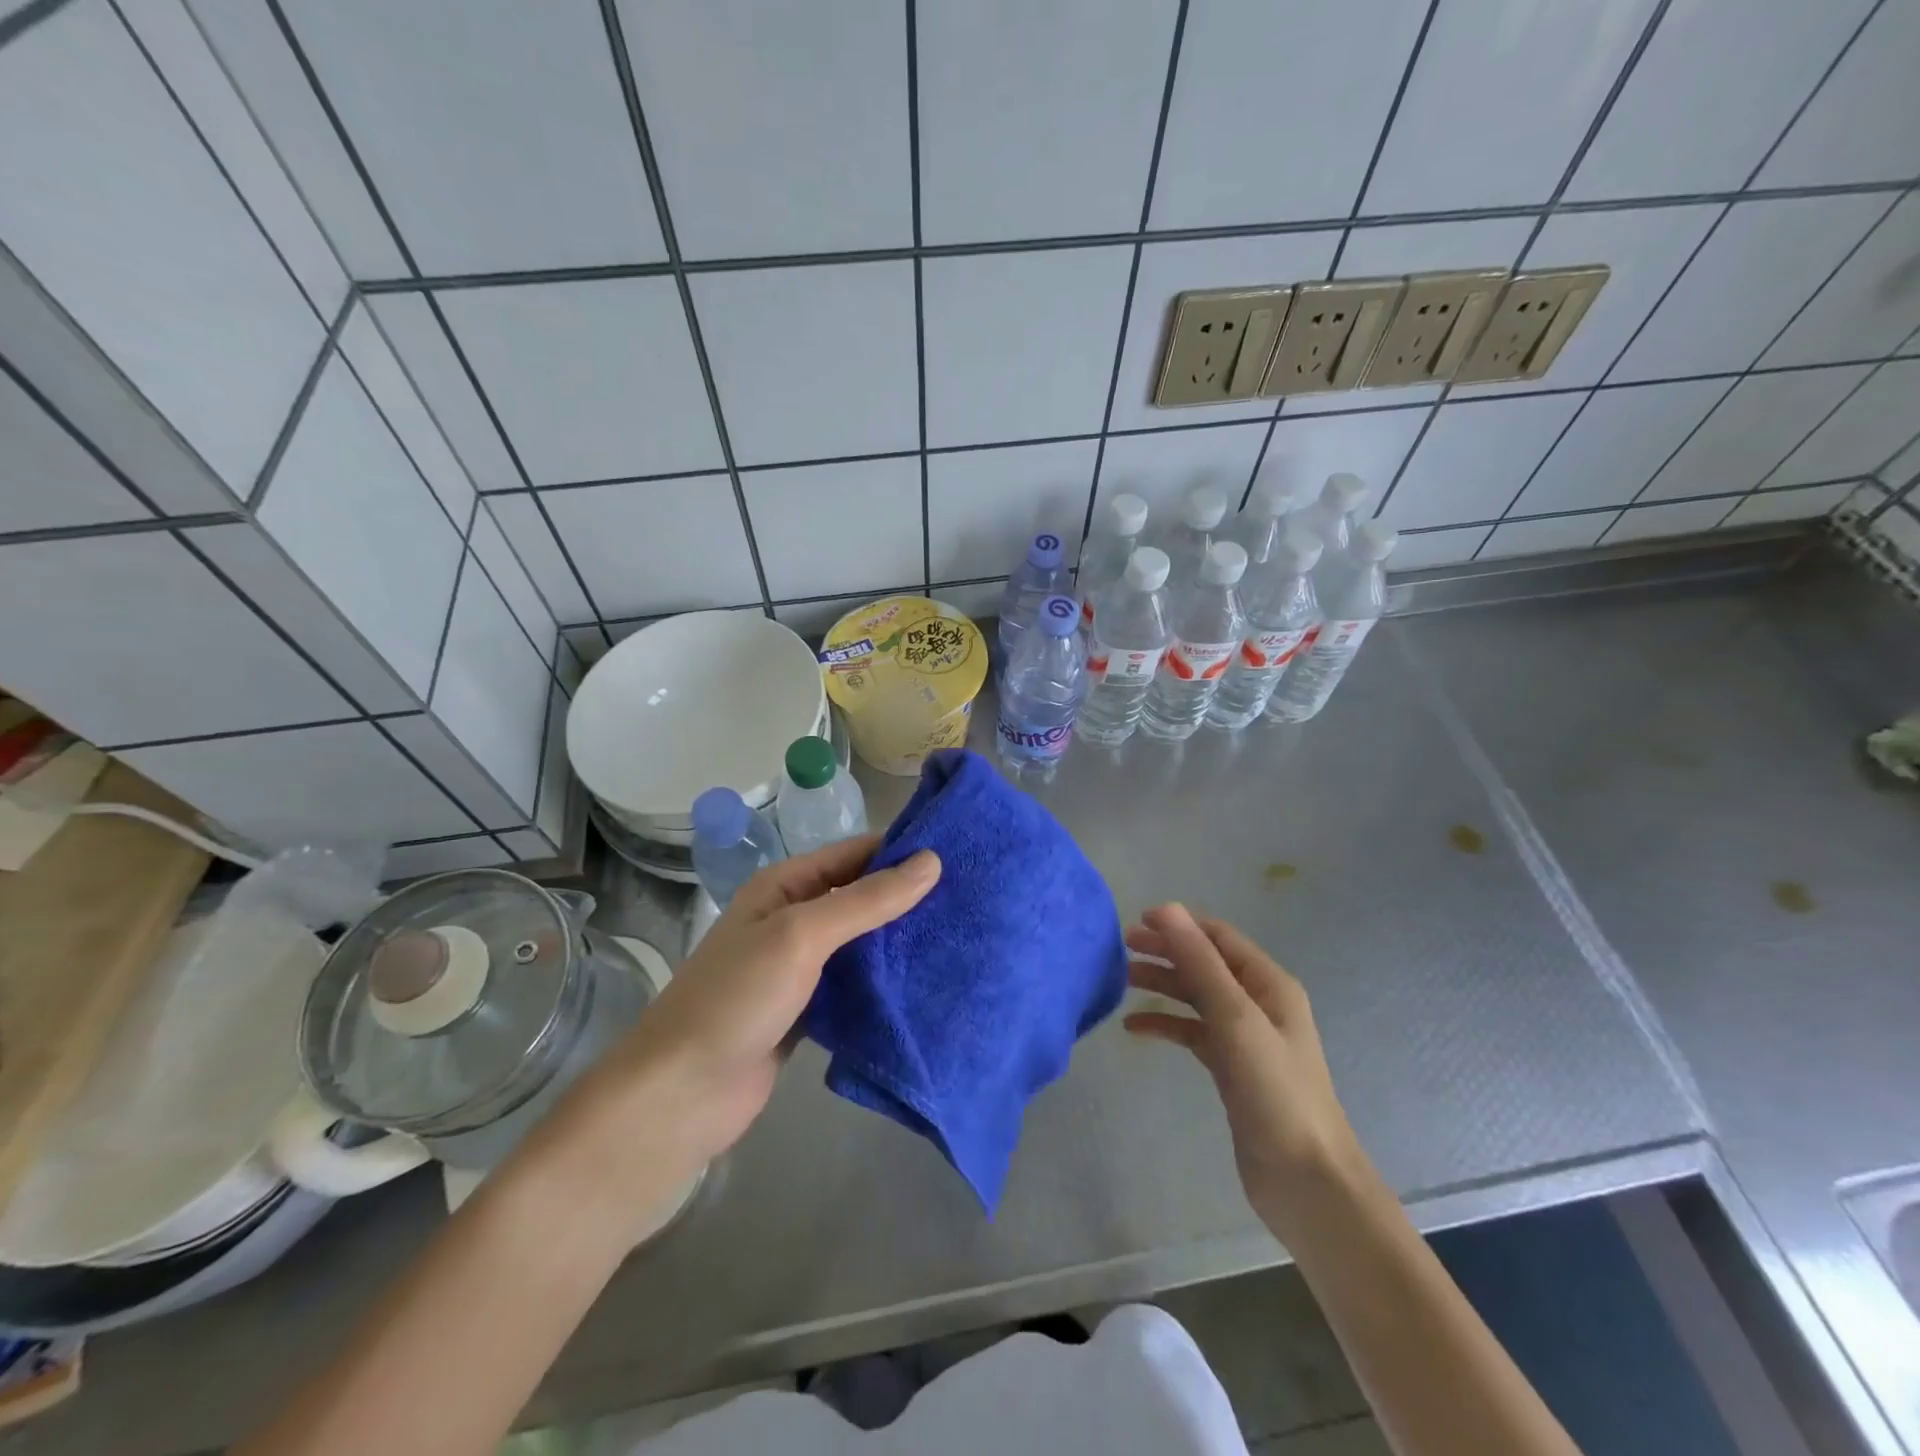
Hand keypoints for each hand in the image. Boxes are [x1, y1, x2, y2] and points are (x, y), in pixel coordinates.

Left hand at [552, 835, 939, 1224]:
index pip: (853, 854)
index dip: (900, 851)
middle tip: (970, 899)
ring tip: (959, 938)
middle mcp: (792, 920)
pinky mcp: (807, 1011)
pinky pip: (854, 985)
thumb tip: (931, 861)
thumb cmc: (737, 999)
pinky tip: (925, 984)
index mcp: (784, 887)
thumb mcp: (802, 936)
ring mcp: (799, 968)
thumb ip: (866, 900)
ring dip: (899, 942)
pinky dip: (884, 983)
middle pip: (859, 898)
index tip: (957, 855)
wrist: (681, 1095)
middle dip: (906, 898)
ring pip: (860, 944)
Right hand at [1124, 904, 1369, 1240]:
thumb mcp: (1235, 1018)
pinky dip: (1165, 1024)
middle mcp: (1258, 1003)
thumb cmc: (1275, 1092)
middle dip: (1165, 952)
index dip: (1179, 924)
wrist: (1306, 1181)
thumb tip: (1166, 908)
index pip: (1218, 937)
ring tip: (1120, 982)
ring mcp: (1244, 1037)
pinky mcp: (1231, 1068)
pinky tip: (1134, 1028)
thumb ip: (1200, 962)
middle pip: (1204, 963)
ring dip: (1161, 985)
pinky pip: (1192, 1032)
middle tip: (1119, 950)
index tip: (1135, 921)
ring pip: (1195, 997)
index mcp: (1268, 984)